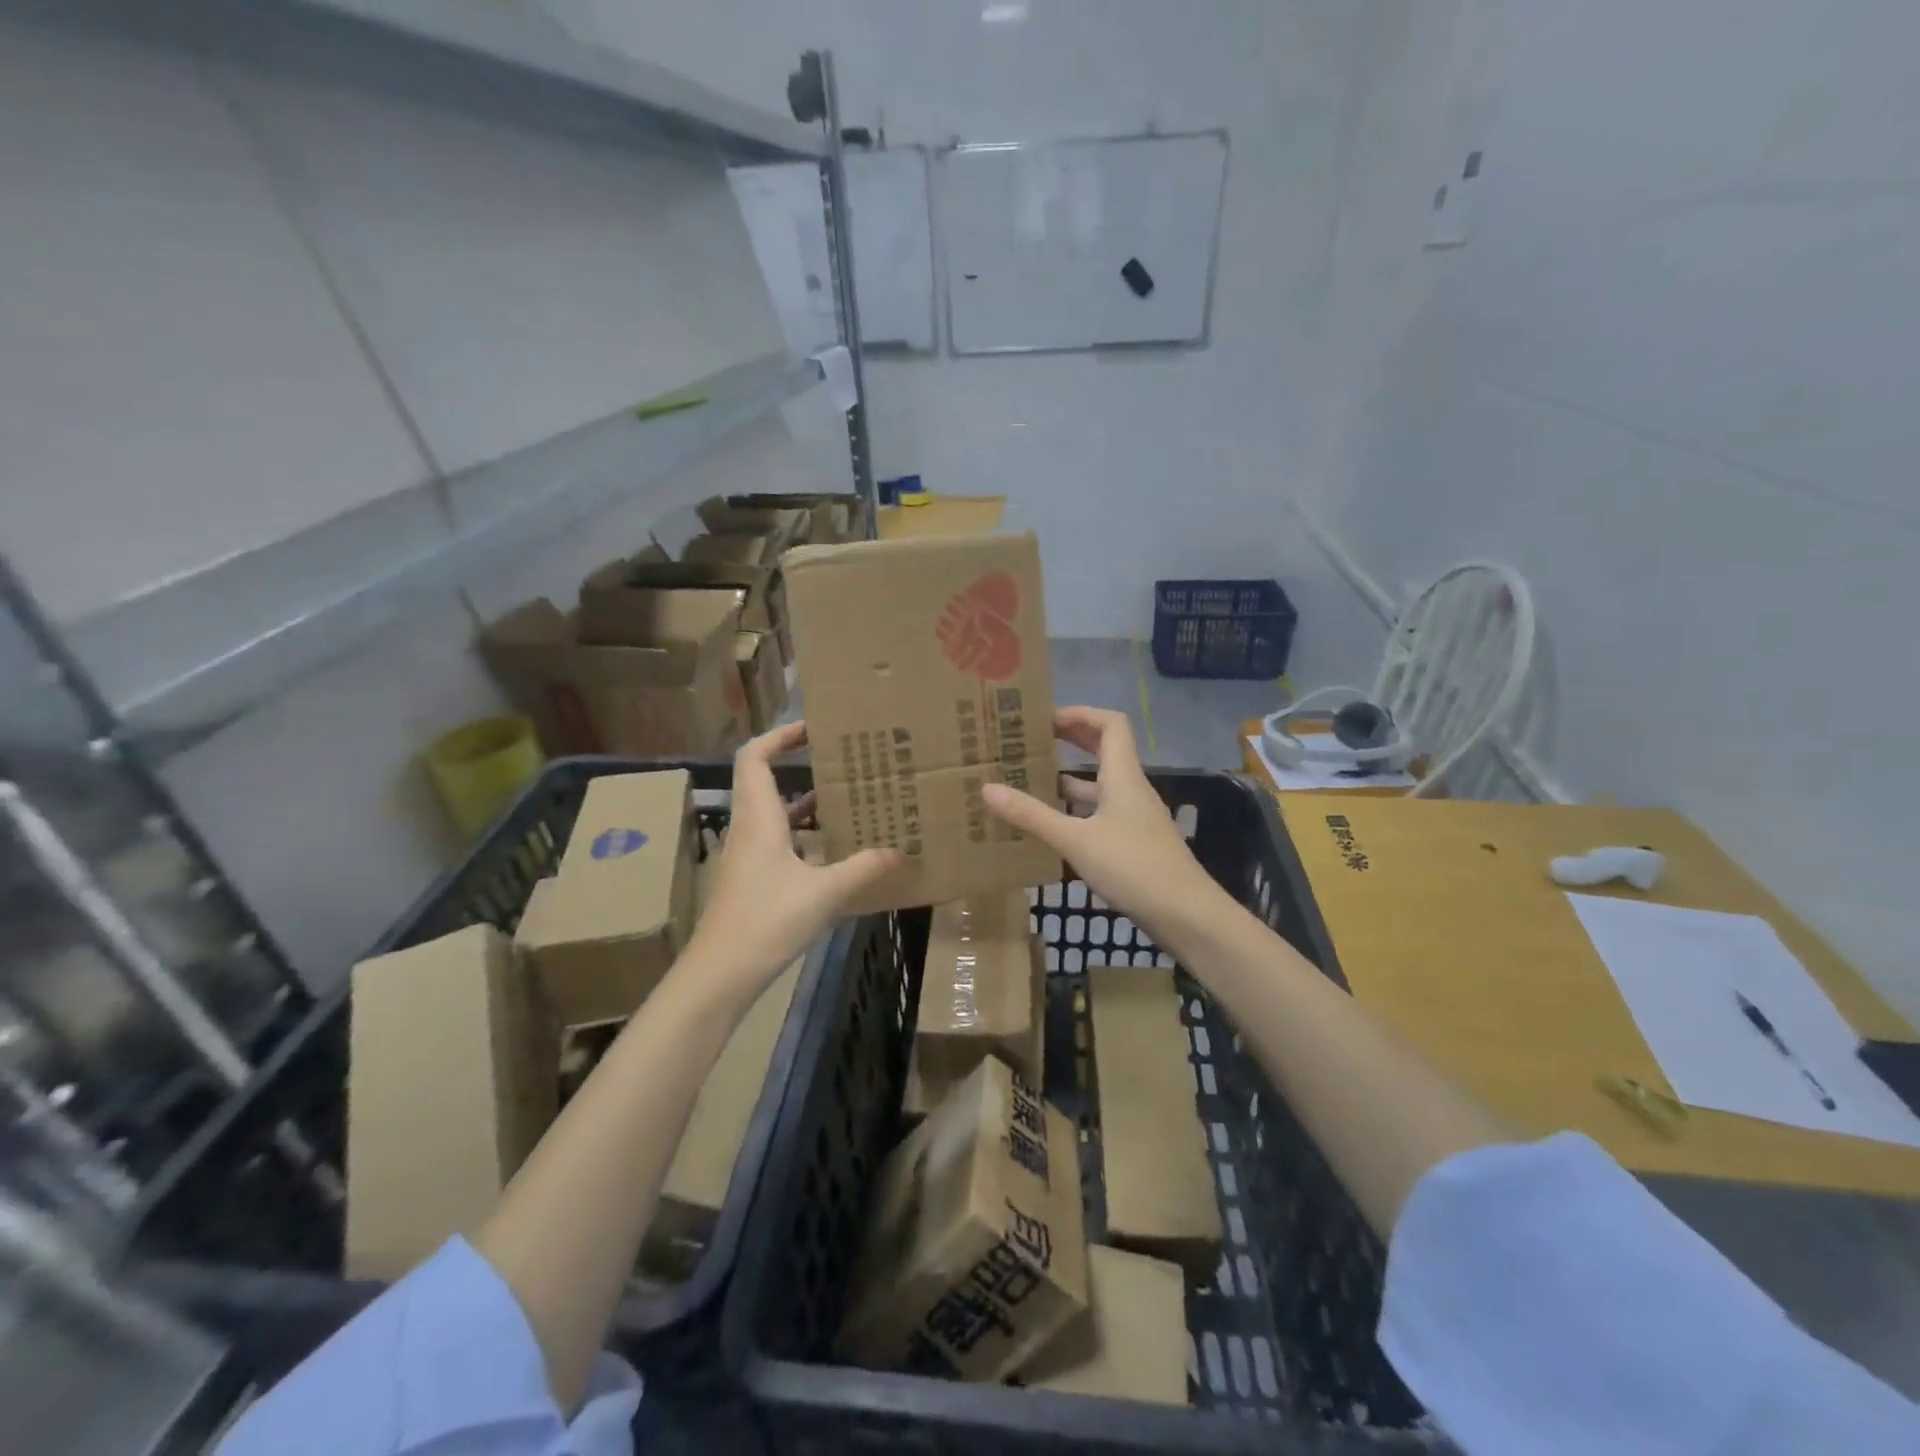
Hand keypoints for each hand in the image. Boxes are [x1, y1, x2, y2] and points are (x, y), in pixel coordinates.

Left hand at [684, 721, 901, 1003]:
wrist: (720, 975)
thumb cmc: (766, 921)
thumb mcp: (823, 893)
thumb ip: (863, 868)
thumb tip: (900, 849)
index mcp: (759, 818)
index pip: (756, 757)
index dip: (780, 735)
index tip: (815, 728)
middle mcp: (750, 828)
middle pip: (766, 780)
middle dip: (802, 765)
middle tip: (844, 761)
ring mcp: (749, 855)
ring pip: (776, 813)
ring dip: (807, 803)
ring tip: (849, 799)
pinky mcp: (753, 879)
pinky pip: (781, 841)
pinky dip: (806, 836)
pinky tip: (836, 849)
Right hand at [981, 707, 1224, 950]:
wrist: (1186, 915)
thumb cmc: (1133, 867)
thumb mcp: (1075, 840)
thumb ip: (1031, 815)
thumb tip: (986, 789)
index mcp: (1123, 776)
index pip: (1110, 724)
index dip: (1080, 714)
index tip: (1045, 719)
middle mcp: (1131, 789)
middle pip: (1105, 750)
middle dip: (1071, 741)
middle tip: (1032, 743)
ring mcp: (1134, 817)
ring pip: (1100, 785)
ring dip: (1069, 779)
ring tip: (1030, 782)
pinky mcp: (1134, 843)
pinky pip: (1101, 813)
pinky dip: (1076, 810)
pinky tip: (1052, 825)